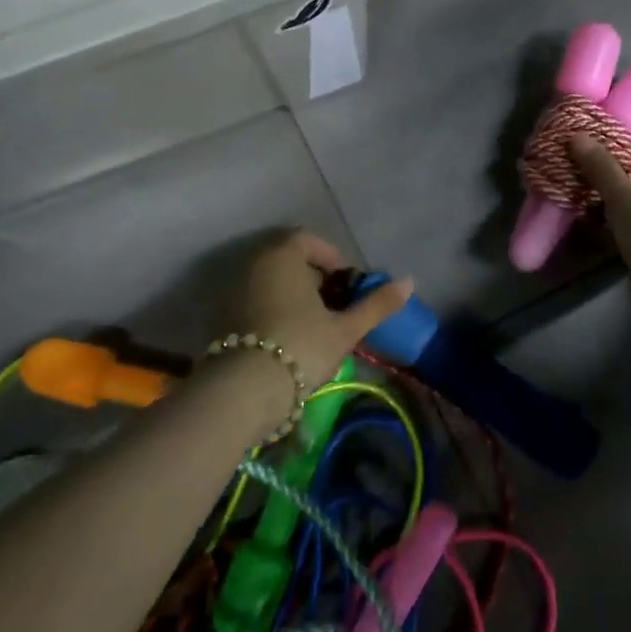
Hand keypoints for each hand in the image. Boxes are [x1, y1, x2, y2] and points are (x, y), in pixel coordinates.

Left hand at [228, 230, 413, 386]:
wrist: (243, 391)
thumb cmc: (301, 347)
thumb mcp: (345, 329)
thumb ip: (376, 304)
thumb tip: (409, 282)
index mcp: (283, 256)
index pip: (307, 240)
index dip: (330, 257)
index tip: (346, 282)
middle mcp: (253, 264)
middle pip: (287, 260)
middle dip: (312, 277)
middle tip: (334, 304)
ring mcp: (232, 291)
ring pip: (269, 282)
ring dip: (292, 295)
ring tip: (314, 325)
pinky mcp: (221, 318)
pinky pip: (254, 302)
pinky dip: (272, 310)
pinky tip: (287, 339)